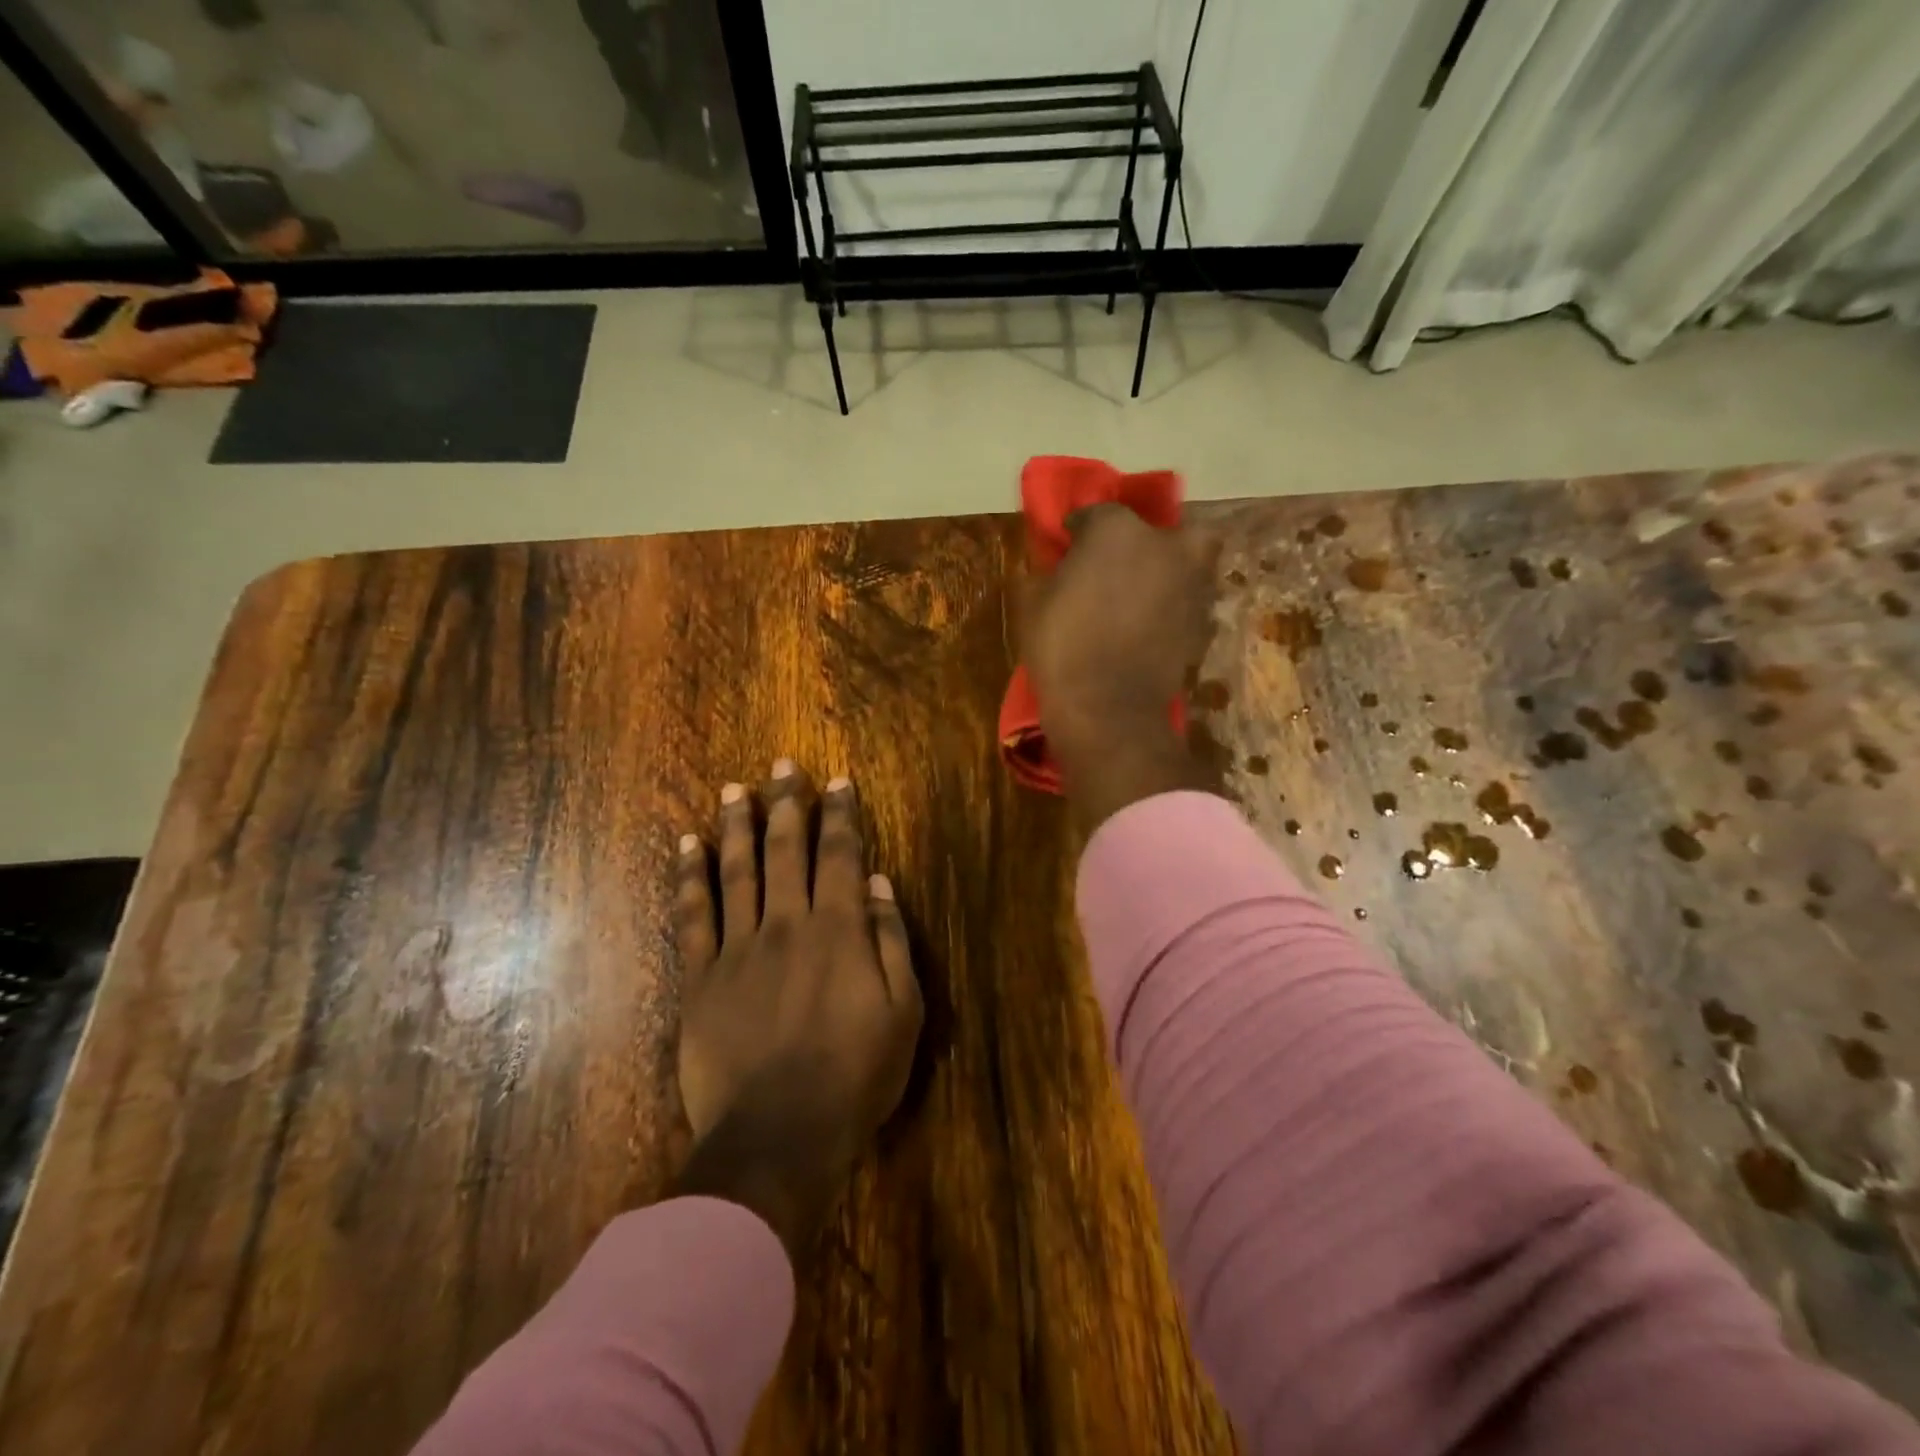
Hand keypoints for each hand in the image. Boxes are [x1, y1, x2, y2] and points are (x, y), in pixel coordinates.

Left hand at [669, 762, 921, 1252]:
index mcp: (838, 930)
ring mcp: (738, 948)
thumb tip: (878, 883)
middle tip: (783, 765)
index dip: (840, 815)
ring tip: (735, 788)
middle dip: (787, 804)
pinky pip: (693, 916)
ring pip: (737, 871)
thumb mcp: (903, 1011)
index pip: (841, 856)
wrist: (780, 1135)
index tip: (837, 782)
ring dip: (738, 825)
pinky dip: (690, 877)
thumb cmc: (855, 1076)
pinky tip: (687, 846)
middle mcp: (787, 923)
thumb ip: (890, 940)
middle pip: (786, 850)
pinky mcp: (701, 978)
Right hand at [1022, 505, 1217, 826]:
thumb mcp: (1033, 602)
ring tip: (1142, 595)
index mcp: (1117, 530)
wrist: (1107, 708)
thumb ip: (1049, 571)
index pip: (1097, 513)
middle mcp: (1164, 546)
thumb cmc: (1061, 646)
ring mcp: (1191, 584)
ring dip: (1169, 571)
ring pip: (1189, 561)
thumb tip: (1057, 567)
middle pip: (1164, 529)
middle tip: (1125, 563)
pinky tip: (1153, 625)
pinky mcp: (1203, 622)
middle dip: (1147, 540)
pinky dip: (1175, 607)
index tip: (1068, 544)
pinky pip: (1189, 601)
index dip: (1080, 529)